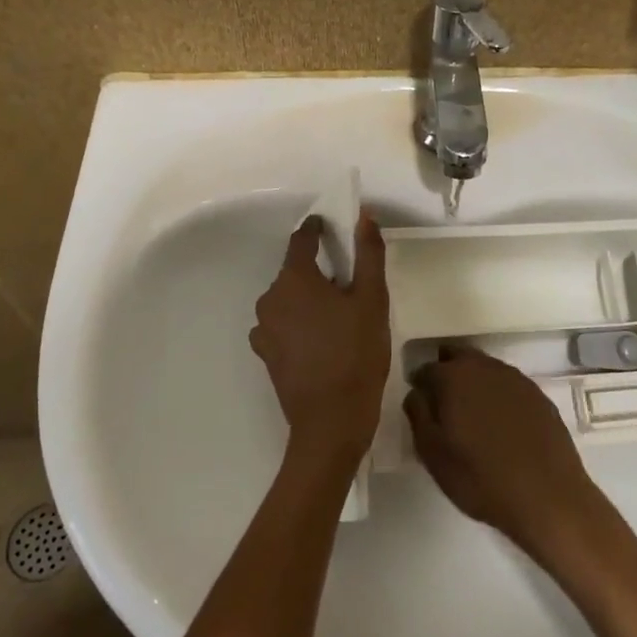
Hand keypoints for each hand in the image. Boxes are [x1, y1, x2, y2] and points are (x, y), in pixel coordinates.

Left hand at [249, 211, 390, 464]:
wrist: (331, 421)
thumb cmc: (357, 353)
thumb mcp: (372, 300)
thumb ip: (368, 254)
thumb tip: (364, 215)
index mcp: (293, 279)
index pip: (302, 239)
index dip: (318, 230)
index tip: (332, 228)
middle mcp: (270, 298)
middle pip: (295, 271)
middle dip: (319, 270)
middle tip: (350, 284)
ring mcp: (264, 328)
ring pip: (289, 299)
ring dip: (309, 298)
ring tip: (339, 316)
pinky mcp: (265, 353)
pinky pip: (283, 323)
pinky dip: (300, 322)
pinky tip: (323, 339)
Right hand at [403, 346, 602, 559]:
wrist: (548, 496)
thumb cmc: (480, 478)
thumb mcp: (433, 454)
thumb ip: (418, 415)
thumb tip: (416, 393)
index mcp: (453, 377)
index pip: (426, 368)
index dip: (419, 385)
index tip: (420, 404)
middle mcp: (484, 367)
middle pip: (457, 356)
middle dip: (446, 372)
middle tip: (444, 404)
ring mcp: (515, 378)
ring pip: (484, 368)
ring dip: (473, 381)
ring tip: (472, 414)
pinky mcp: (538, 394)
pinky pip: (508, 385)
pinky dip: (498, 395)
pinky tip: (500, 423)